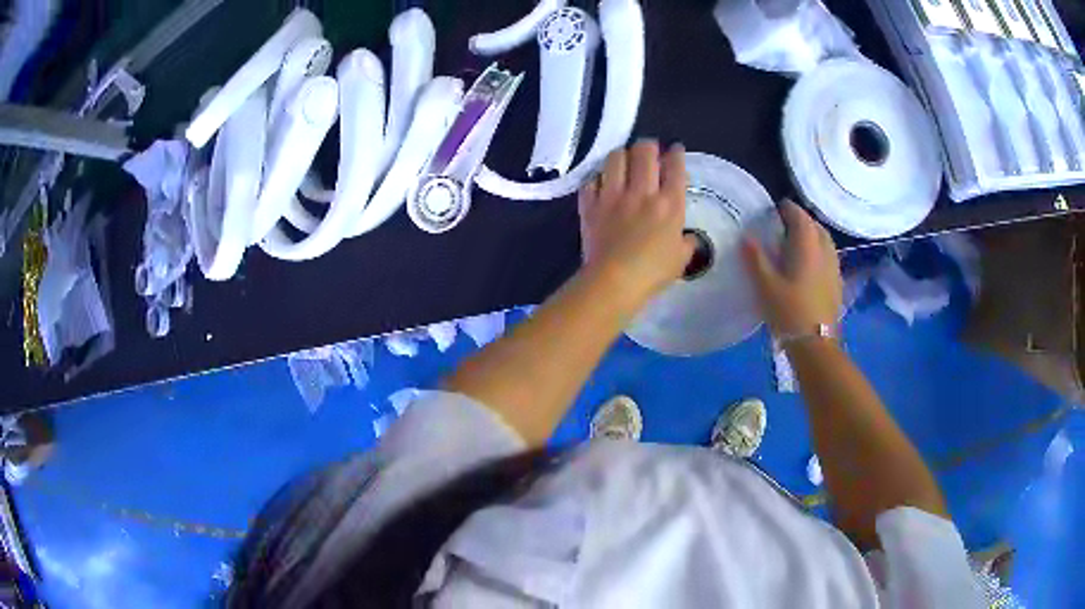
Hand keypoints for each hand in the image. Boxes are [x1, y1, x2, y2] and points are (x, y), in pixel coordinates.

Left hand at [578, 141, 695, 306]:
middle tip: (649, 151)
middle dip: (649, 146)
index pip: (675, 168)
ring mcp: (613, 195)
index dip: (676, 154)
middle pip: (645, 153)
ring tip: (624, 160)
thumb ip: (686, 244)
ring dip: (622, 155)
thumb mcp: (681, 260)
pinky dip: (597, 179)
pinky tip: (601, 183)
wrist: (613, 282)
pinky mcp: (591, 205)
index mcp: (669, 204)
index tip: (675, 150)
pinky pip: (591, 181)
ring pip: (616, 158)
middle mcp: (642, 192)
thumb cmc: (652, 273)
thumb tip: (688, 238)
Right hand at [741, 200, 841, 336]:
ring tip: (798, 241)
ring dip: (813, 235)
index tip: (777, 207)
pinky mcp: (837, 283)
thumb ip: (756, 258)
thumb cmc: (788, 311)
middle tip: (785, 224)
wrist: (815, 342)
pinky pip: (829, 256)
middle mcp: (824, 251)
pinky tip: (810, 264)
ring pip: (825, 241)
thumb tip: (747, 237)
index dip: (789, 209)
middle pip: (816, 226)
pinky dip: (819, 251)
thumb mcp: (765, 285)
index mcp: (807, 246)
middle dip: (802, 221)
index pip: (800, 217)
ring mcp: (834, 267)